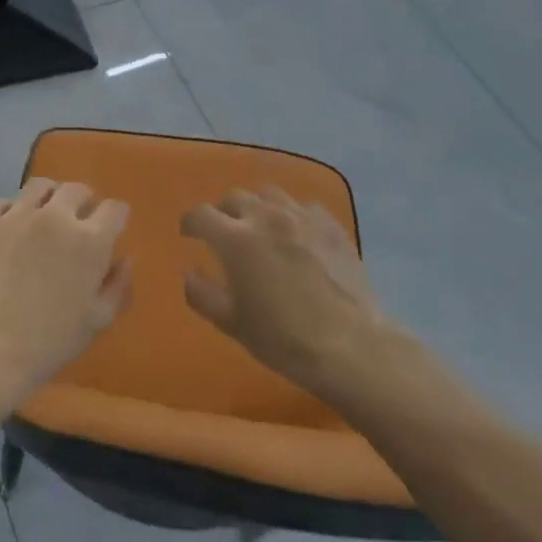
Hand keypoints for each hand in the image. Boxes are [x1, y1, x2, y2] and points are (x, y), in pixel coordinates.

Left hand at [0, 177, 132, 410]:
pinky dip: (13, 211)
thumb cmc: (49, 342)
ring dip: (49, 198)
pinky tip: (11, 231)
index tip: (110, 230)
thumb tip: (124, 259)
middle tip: (77, 224)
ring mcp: (16, 217)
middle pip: (77, 190)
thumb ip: (118, 285)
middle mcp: (55, 218)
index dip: (115, 219)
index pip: (114, 209)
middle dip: (84, 203)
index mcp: (90, 242)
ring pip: (40, 186)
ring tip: (44, 218)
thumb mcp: (97, 321)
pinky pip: (3, 202)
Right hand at [180, 186, 410, 399]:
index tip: (189, 235)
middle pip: (235, 197)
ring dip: (258, 206)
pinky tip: (296, 235)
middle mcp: (267, 218)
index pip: (200, 215)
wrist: (353, 347)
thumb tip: (189, 273)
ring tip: (260, 227)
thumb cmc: (284, 338)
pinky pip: (305, 207)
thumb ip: (202, 294)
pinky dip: (293, 215)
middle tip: (225, 233)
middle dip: (223, 212)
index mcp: (236, 239)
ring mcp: (303, 218)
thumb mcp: (232, 323)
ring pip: (270, 194)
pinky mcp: (332, 227)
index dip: (190, 223)